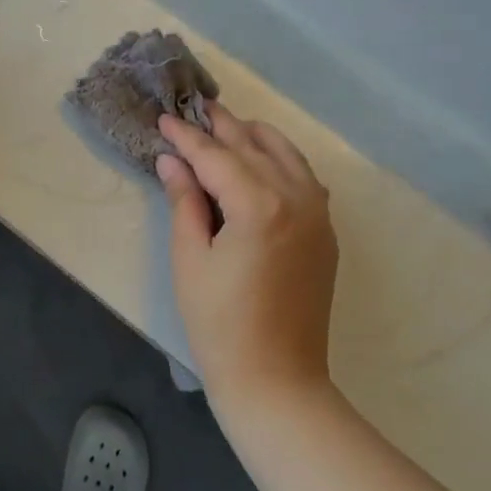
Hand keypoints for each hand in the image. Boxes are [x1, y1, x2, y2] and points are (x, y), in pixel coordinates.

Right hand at [157, 104, 338, 403]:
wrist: (277, 381)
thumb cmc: (220, 325)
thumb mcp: (190, 259)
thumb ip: (184, 201)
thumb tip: (172, 161)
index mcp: (259, 205)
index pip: (215, 156)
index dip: (186, 137)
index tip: (164, 118)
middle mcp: (295, 198)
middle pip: (252, 146)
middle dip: (221, 126)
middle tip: (195, 108)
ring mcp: (318, 213)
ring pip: (286, 153)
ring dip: (254, 136)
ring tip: (226, 126)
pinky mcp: (325, 231)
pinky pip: (305, 177)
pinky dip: (282, 160)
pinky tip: (263, 161)